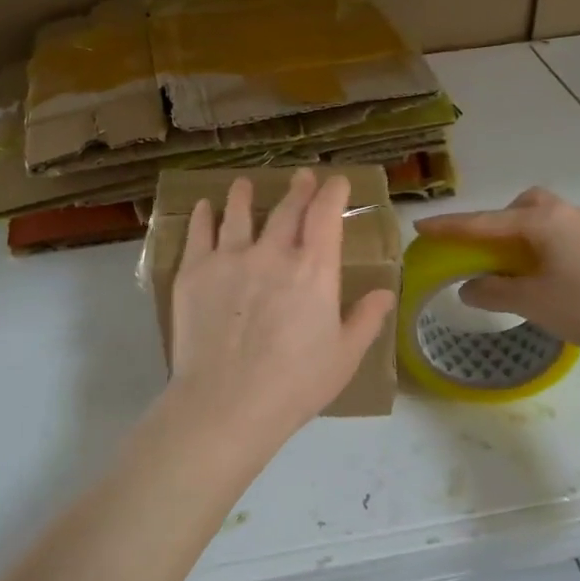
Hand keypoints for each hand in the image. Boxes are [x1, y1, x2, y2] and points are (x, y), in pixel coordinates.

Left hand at [168, 169, 395, 442]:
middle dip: (298, 190)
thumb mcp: (344, 356)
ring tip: (244, 184)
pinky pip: (199, 233)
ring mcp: (229, 258)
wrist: (226, 402)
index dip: (333, 193)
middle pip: (287, 210)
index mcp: (314, 270)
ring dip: (244, 195)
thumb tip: (385, 293)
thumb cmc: (294, 384)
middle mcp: (273, 253)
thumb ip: (365, 319)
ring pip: (238, 214)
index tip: (336, 181)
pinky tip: (203, 206)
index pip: (326, 215)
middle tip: (301, 177)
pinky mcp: (194, 271)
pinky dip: (202, 215)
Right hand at [414, 188, 579, 361]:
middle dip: (495, 223)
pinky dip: (539, 244)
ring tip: (513, 265)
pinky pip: (556, 231)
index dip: (449, 227)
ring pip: (540, 217)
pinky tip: (543, 272)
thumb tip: (467, 286)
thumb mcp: (531, 302)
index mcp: (540, 220)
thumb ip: (492, 291)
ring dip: (519, 234)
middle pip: (517, 208)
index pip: (483, 223)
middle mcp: (562, 212)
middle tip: (483, 251)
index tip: (421, 226)